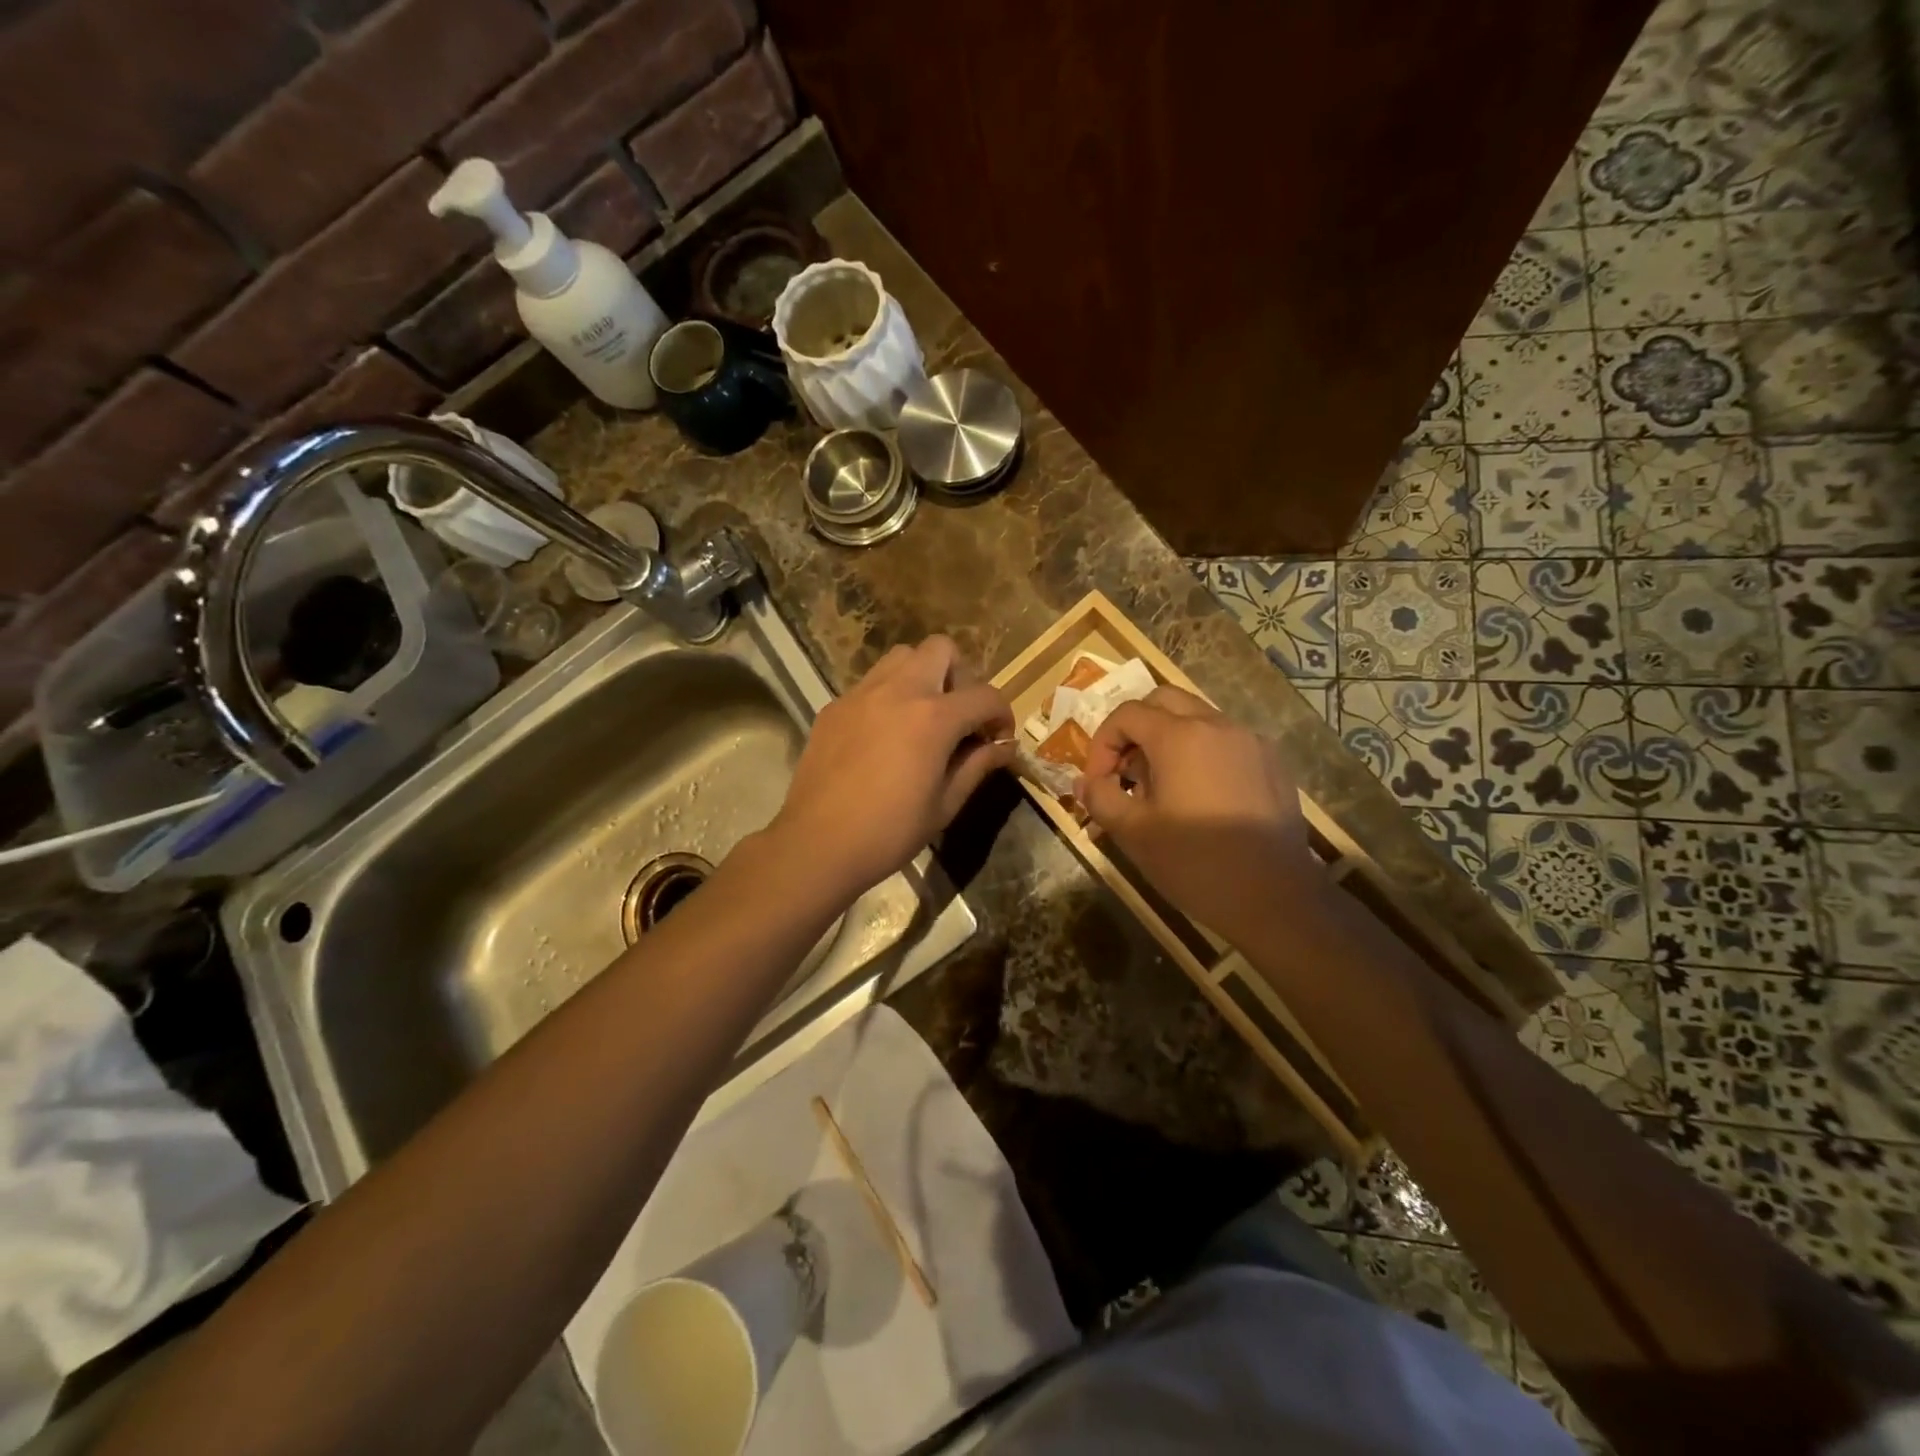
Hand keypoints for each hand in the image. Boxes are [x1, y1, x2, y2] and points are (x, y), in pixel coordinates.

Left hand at [770, 637, 1014, 899]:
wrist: (818, 843)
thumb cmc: (890, 831)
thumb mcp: (945, 804)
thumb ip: (977, 766)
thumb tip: (1004, 747)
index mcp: (933, 717)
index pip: (985, 695)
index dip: (1002, 715)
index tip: (998, 739)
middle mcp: (899, 691)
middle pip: (941, 649)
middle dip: (960, 676)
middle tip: (958, 716)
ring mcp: (861, 694)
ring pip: (902, 656)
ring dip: (922, 676)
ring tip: (921, 717)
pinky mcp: (835, 706)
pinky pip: (870, 682)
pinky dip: (888, 695)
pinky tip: (884, 735)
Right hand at [1075, 686, 1315, 943]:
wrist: (1275, 899)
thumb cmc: (1195, 863)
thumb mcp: (1134, 833)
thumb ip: (1101, 797)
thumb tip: (1084, 782)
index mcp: (1180, 736)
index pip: (1127, 714)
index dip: (1102, 743)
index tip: (1098, 782)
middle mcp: (1217, 725)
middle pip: (1164, 702)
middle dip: (1135, 730)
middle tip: (1125, 772)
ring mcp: (1251, 742)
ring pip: (1197, 719)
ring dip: (1168, 741)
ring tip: (1159, 789)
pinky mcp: (1272, 764)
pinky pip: (1226, 742)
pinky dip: (1201, 755)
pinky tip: (1199, 799)